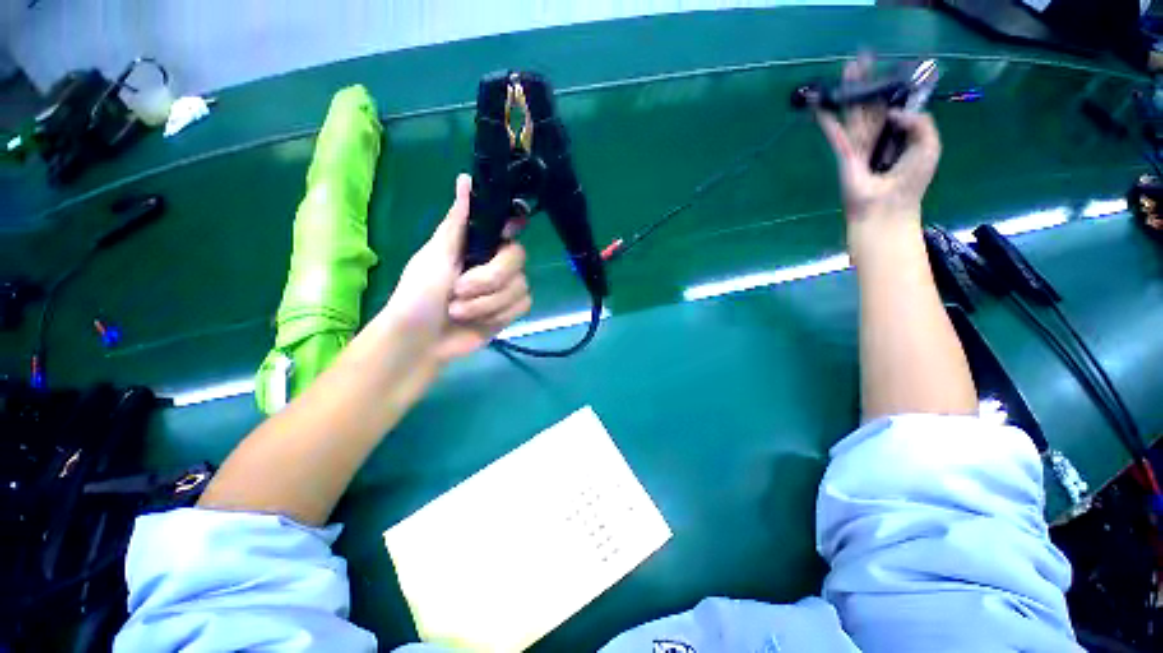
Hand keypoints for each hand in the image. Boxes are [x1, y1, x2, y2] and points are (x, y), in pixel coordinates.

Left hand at [381, 174, 530, 363]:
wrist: (421, 342)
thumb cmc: (418, 295)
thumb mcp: (435, 255)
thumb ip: (457, 222)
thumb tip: (466, 178)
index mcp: (476, 244)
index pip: (508, 225)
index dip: (512, 227)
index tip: (506, 234)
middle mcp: (494, 262)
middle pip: (517, 258)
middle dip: (488, 278)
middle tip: (459, 290)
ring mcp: (504, 288)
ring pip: (520, 286)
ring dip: (487, 303)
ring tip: (459, 311)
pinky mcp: (510, 310)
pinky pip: (522, 305)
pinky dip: (498, 314)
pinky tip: (478, 321)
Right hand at [816, 58, 941, 224]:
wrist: (887, 208)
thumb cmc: (911, 182)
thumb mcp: (930, 146)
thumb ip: (920, 122)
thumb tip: (895, 111)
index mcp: (899, 135)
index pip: (893, 107)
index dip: (890, 88)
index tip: (887, 69)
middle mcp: (878, 137)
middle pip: (871, 104)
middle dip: (867, 82)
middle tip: (863, 58)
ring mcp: (859, 145)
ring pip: (854, 112)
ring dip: (850, 91)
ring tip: (848, 67)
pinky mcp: (844, 154)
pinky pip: (835, 133)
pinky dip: (827, 120)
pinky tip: (819, 106)